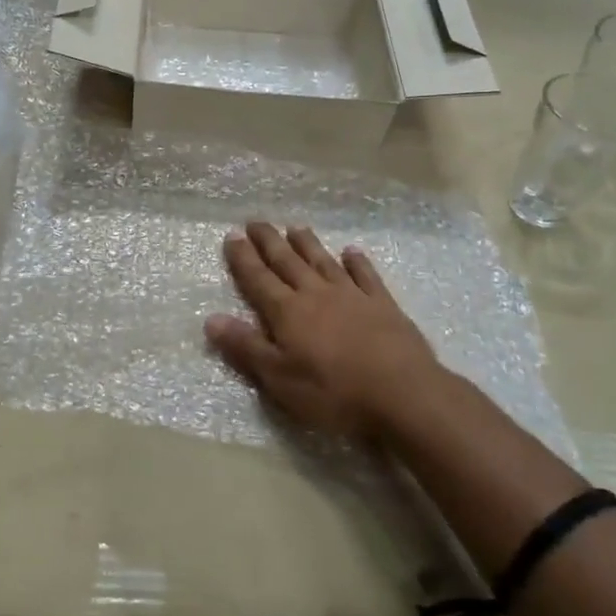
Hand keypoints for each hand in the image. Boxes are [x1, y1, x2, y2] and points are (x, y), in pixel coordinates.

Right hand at [205, 221, 468, 443]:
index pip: (258, 279)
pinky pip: (366, 275)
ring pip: (323, 262)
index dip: (243, 258)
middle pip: (288, 262)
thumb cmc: (334, 393)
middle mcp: (316, 294)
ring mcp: (352, 296)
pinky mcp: (383, 305)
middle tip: (256, 221)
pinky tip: (352, 251)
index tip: (232, 235)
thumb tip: (210, 318)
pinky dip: (357, 261)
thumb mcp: (280, 378)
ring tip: (295, 227)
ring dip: (308, 244)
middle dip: (269, 241)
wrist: (404, 394)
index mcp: (288, 312)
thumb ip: (246, 347)